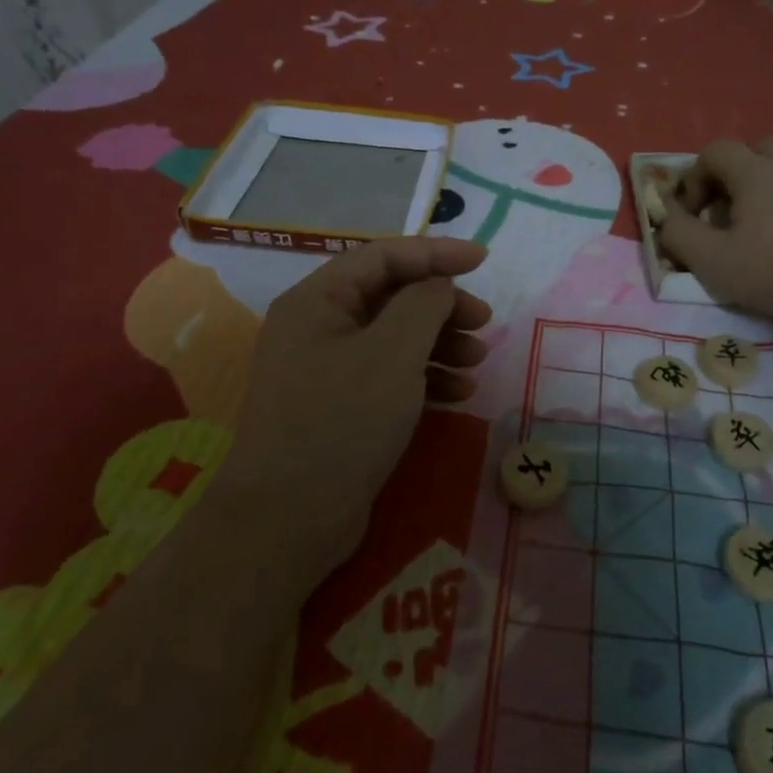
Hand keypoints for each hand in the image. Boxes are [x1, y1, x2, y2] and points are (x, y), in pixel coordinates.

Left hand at [223, 238, 491, 575]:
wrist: (288, 520)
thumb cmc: (341, 422)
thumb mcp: (392, 354)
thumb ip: (423, 305)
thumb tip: (437, 284)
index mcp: (317, 300)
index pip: (383, 257)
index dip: (435, 252)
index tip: (482, 260)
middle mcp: (317, 328)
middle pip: (390, 297)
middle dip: (441, 305)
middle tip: (484, 322)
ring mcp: (326, 371)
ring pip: (393, 339)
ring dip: (439, 344)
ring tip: (478, 360)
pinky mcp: (339, 409)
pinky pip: (388, 376)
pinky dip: (425, 378)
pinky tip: (459, 394)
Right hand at [657, 137, 772, 334]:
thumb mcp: (714, 262)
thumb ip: (680, 235)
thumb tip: (666, 218)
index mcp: (754, 172)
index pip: (715, 151)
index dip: (696, 177)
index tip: (695, 212)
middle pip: (755, 147)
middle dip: (735, 172)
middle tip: (731, 209)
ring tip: (771, 202)